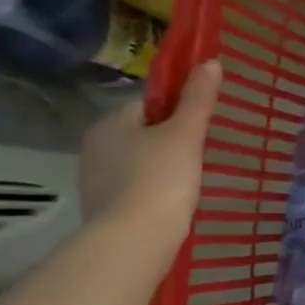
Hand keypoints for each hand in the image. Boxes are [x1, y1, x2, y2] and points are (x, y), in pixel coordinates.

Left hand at [79, 60, 221, 243]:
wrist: (134, 241)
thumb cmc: (161, 179)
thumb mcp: (186, 134)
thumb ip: (198, 99)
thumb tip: (210, 62)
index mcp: (110, 123)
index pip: (147, 103)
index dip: (177, 108)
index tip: (201, 123)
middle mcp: (95, 148)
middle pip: (142, 133)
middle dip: (169, 139)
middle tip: (202, 152)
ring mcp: (96, 181)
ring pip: (138, 162)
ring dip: (161, 166)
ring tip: (192, 179)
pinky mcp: (104, 210)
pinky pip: (135, 188)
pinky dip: (154, 190)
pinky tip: (174, 201)